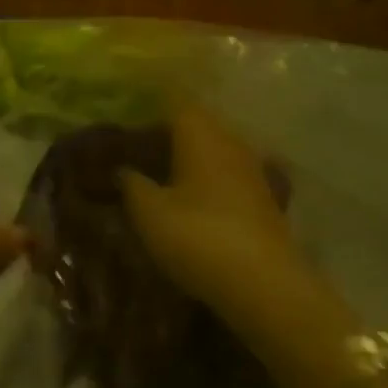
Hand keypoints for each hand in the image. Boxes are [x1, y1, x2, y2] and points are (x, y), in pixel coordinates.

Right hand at [118, 106, 333, 336]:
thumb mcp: (150, 213)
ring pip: (215, 152)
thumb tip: (123, 169)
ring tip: (160, 178)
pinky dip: (208, 182)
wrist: (264, 284)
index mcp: (202, 135)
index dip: (151, 108)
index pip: (176, 103)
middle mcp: (231, 143)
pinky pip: (227, 177)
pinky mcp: (263, 200)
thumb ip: (132, 184)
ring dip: (190, 160)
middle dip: (168, 135)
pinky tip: (192, 202)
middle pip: (198, 126)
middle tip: (137, 152)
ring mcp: (253, 171)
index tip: (127, 120)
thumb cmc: (198, 237)